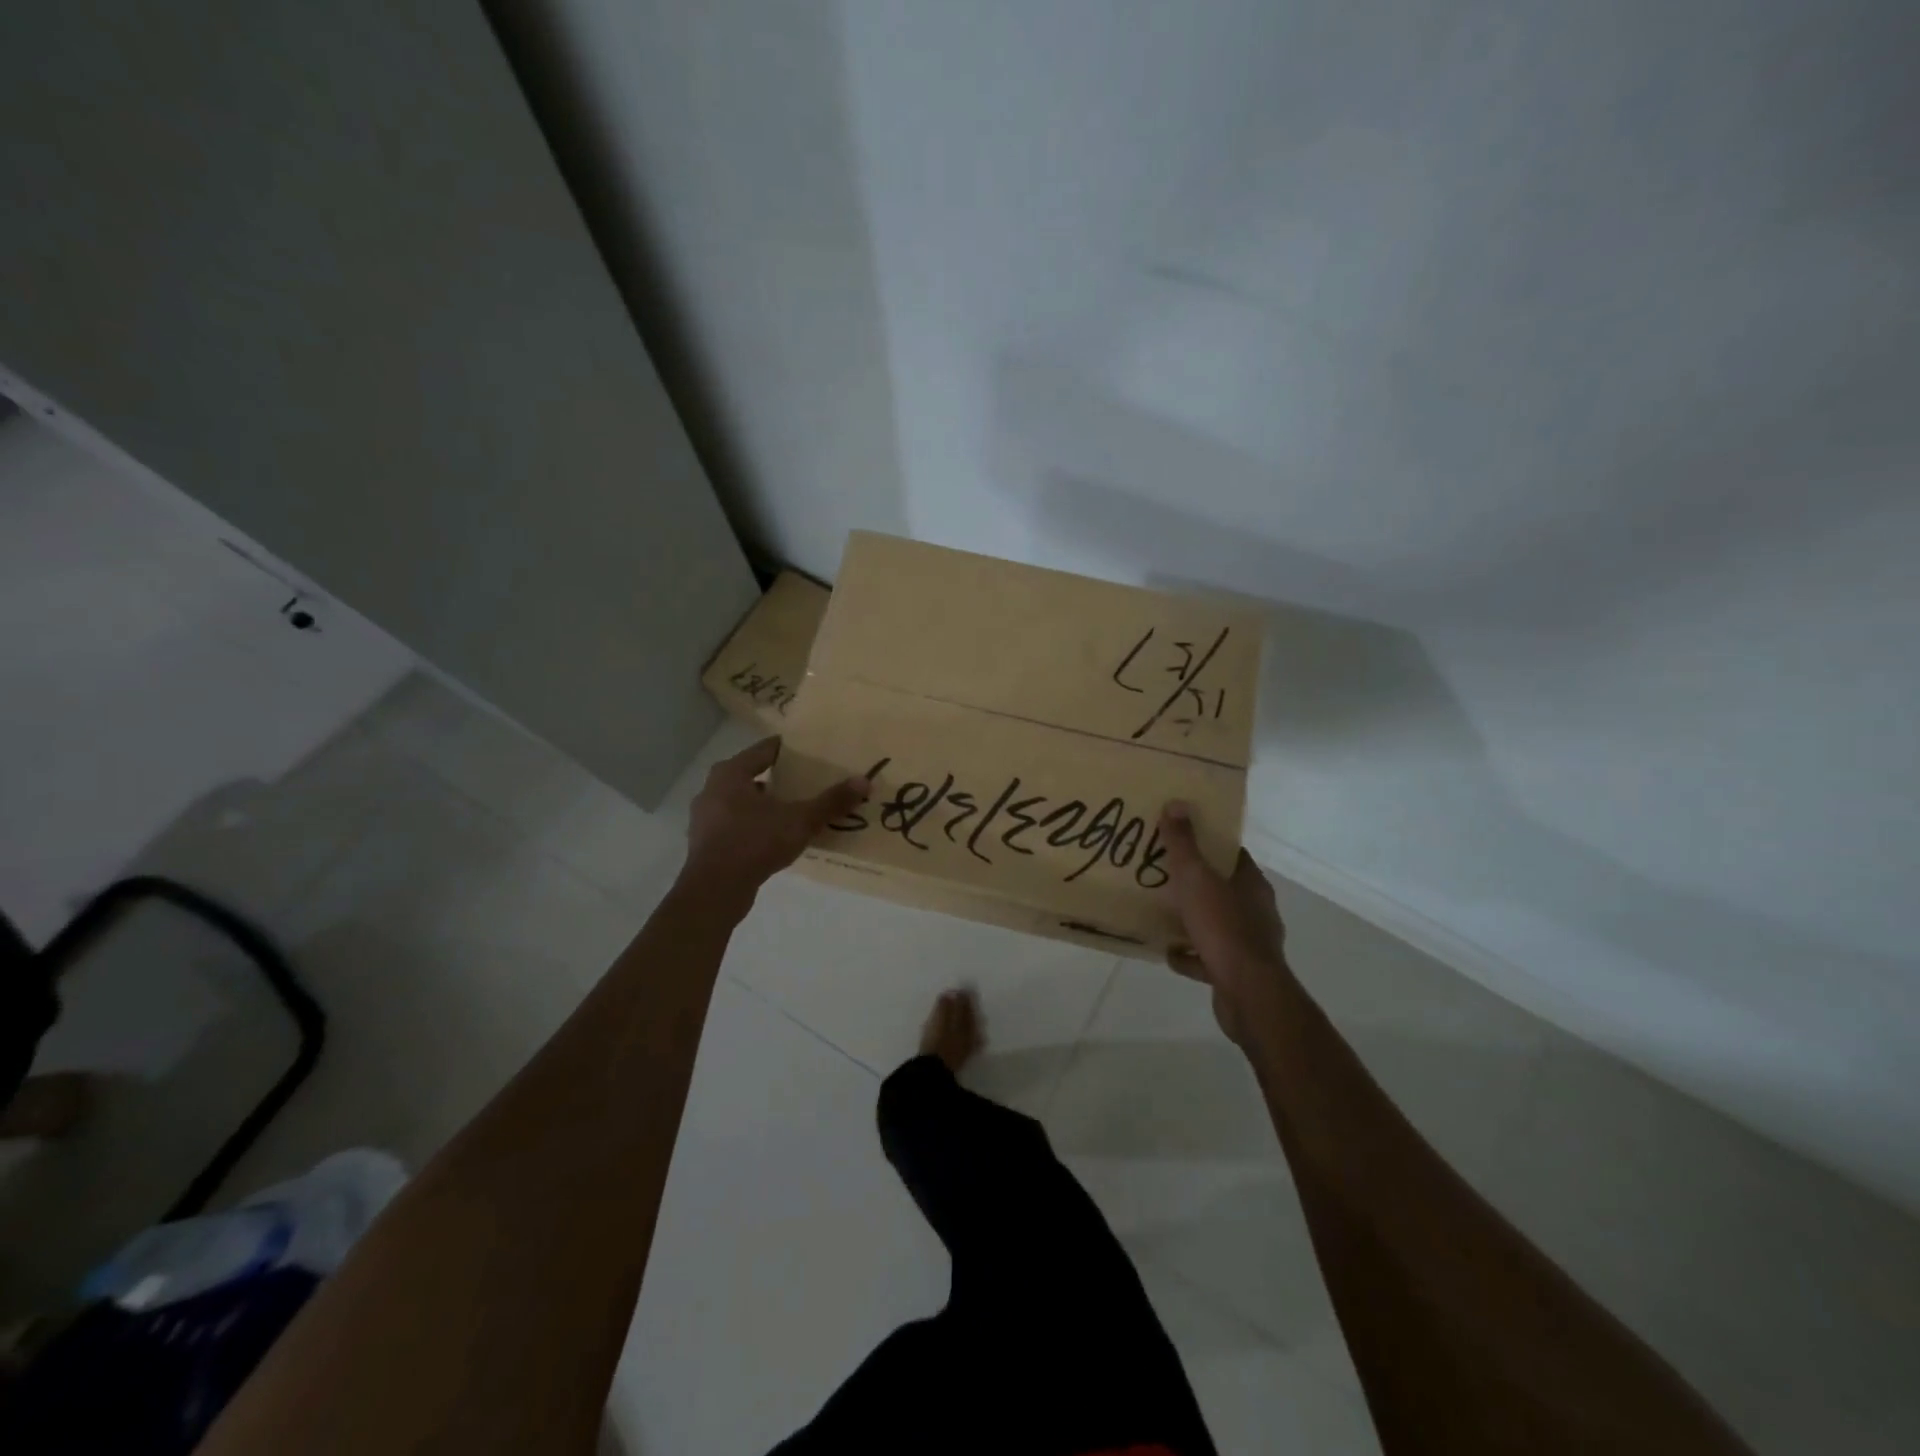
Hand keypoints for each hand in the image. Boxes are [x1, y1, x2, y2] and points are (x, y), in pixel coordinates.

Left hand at [681, 739, 869, 896]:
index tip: (813, 753)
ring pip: (744, 803)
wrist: (714, 891)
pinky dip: (756, 828)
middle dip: (781, 780)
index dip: (790, 750)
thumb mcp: (800, 820)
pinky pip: (737, 826)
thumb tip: (864, 781)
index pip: (765, 750)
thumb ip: (831, 801)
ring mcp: (706, 818)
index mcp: (730, 773)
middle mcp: (713, 789)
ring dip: (768, 806)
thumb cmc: (754, 842)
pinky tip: (777, 839)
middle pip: (753, 776)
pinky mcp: (707, 844)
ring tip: (797, 812)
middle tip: (809, 783)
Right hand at [1157, 802, 1287, 1044]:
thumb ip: (1184, 843)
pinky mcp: (1238, 971)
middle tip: (1164, 875)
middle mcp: (1256, 911)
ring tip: (1163, 913)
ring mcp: (1250, 943)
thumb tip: (1177, 803)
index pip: (1232, 855)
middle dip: (1196, 882)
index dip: (1209, 845)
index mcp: (1251, 884)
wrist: (1247, 993)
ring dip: (1193, 919)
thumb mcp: (1196, 878)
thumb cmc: (1223, 928)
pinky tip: (1169, 953)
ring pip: (1217, 923)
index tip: (1182, 839)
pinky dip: (1190, 954)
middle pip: (1223, 888)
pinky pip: (1209, 956)